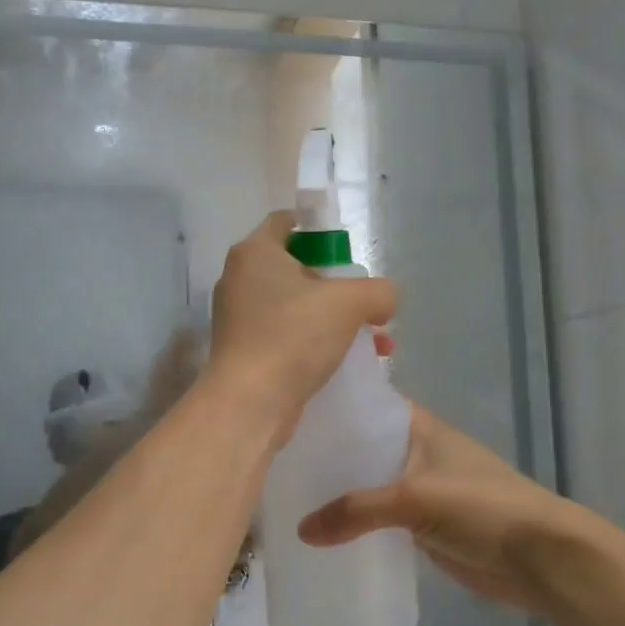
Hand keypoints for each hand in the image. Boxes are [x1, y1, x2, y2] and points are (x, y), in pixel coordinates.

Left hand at [205, 211, 398, 442]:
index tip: (348, 251)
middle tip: (365, 302)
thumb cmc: (294, 337)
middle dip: (337, 285)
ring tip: (373, 339)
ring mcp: (238, 318)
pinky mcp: (244, 351)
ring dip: (333, 318)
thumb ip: (378, 291)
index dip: (319, 230)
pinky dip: (315, 342)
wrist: (250, 403)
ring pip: (295, 306)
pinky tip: (349, 361)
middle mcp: (240, 279)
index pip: (286, 222)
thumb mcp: (350, 303)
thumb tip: (386, 299)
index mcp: (254, 253)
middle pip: (295, 267)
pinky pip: (287, 335)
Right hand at [297, 404, 592, 618]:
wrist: (539, 558)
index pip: (367, 406)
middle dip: (326, 456)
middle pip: (362, 448)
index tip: (286, 413)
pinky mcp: (422, 526)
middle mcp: (416, 452)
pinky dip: (355, 524)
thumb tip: (301, 531)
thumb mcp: (416, 498)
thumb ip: (358, 510)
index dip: (332, 408)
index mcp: (419, 427)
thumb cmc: (483, 507)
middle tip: (274, 463)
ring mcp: (419, 490)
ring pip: (368, 486)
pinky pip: (378, 520)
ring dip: (337, 493)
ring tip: (285, 498)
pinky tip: (318, 533)